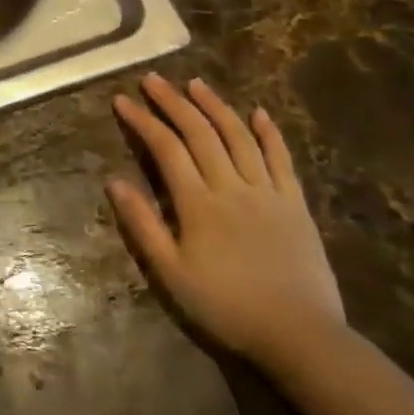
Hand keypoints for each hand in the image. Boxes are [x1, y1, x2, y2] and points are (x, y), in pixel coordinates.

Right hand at [107, 73, 344, 369]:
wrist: (299, 335)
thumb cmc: (225, 306)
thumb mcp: (171, 273)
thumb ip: (142, 224)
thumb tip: (114, 181)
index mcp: (198, 203)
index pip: (166, 148)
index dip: (142, 121)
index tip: (122, 100)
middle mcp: (232, 186)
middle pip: (200, 133)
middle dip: (173, 102)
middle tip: (153, 79)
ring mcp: (267, 192)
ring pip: (239, 137)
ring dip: (215, 106)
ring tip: (196, 84)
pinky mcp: (295, 204)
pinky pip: (281, 159)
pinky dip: (269, 133)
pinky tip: (258, 112)